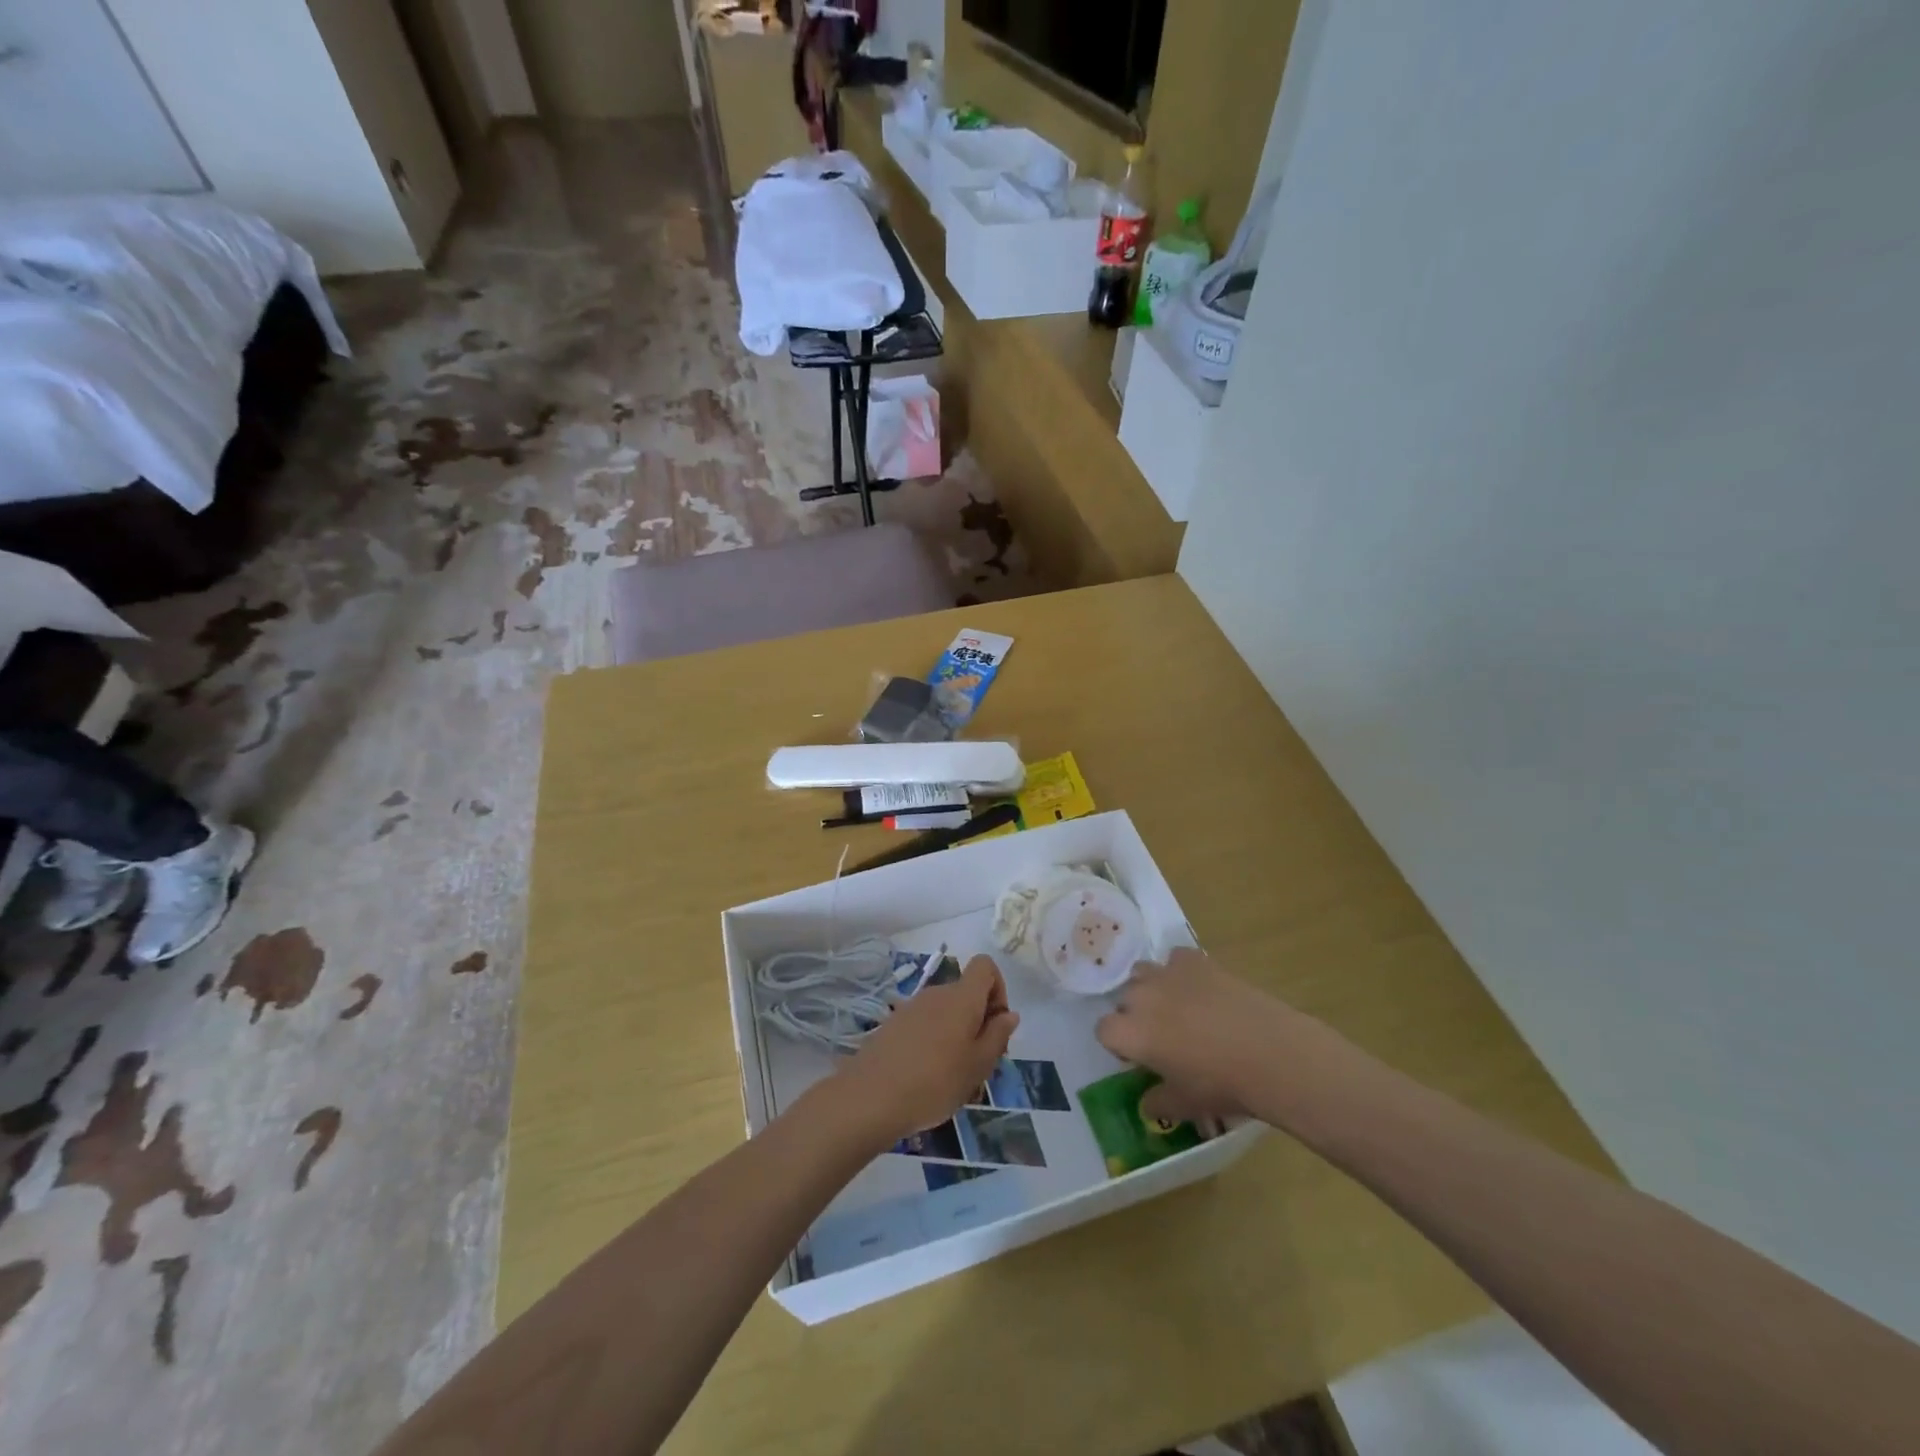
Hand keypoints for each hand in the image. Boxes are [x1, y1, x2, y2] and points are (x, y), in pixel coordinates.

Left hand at [837, 956, 1018, 1144]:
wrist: (870, 1097)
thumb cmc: (935, 1081)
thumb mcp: (978, 1065)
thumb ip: (997, 1035)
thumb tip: (1009, 1014)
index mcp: (961, 997)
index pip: (985, 966)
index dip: (998, 988)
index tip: (996, 1025)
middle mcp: (936, 993)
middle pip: (967, 993)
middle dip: (979, 1021)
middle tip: (980, 1063)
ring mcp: (911, 1007)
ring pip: (946, 1012)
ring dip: (957, 1035)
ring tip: (954, 1077)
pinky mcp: (893, 1024)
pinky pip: (925, 1024)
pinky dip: (934, 1042)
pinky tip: (928, 1078)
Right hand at [1095, 948, 1300, 1123]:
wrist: (1270, 1052)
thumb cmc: (1222, 1084)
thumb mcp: (1186, 1105)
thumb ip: (1158, 1102)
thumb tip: (1147, 1105)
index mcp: (1131, 1033)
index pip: (1104, 1030)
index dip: (1119, 1044)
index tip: (1139, 1057)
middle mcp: (1141, 997)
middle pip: (1124, 1000)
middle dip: (1135, 1015)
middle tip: (1162, 1036)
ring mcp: (1167, 973)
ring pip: (1142, 973)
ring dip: (1151, 988)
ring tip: (1176, 1007)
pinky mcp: (1194, 960)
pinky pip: (1174, 959)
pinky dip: (1181, 971)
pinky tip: (1200, 989)